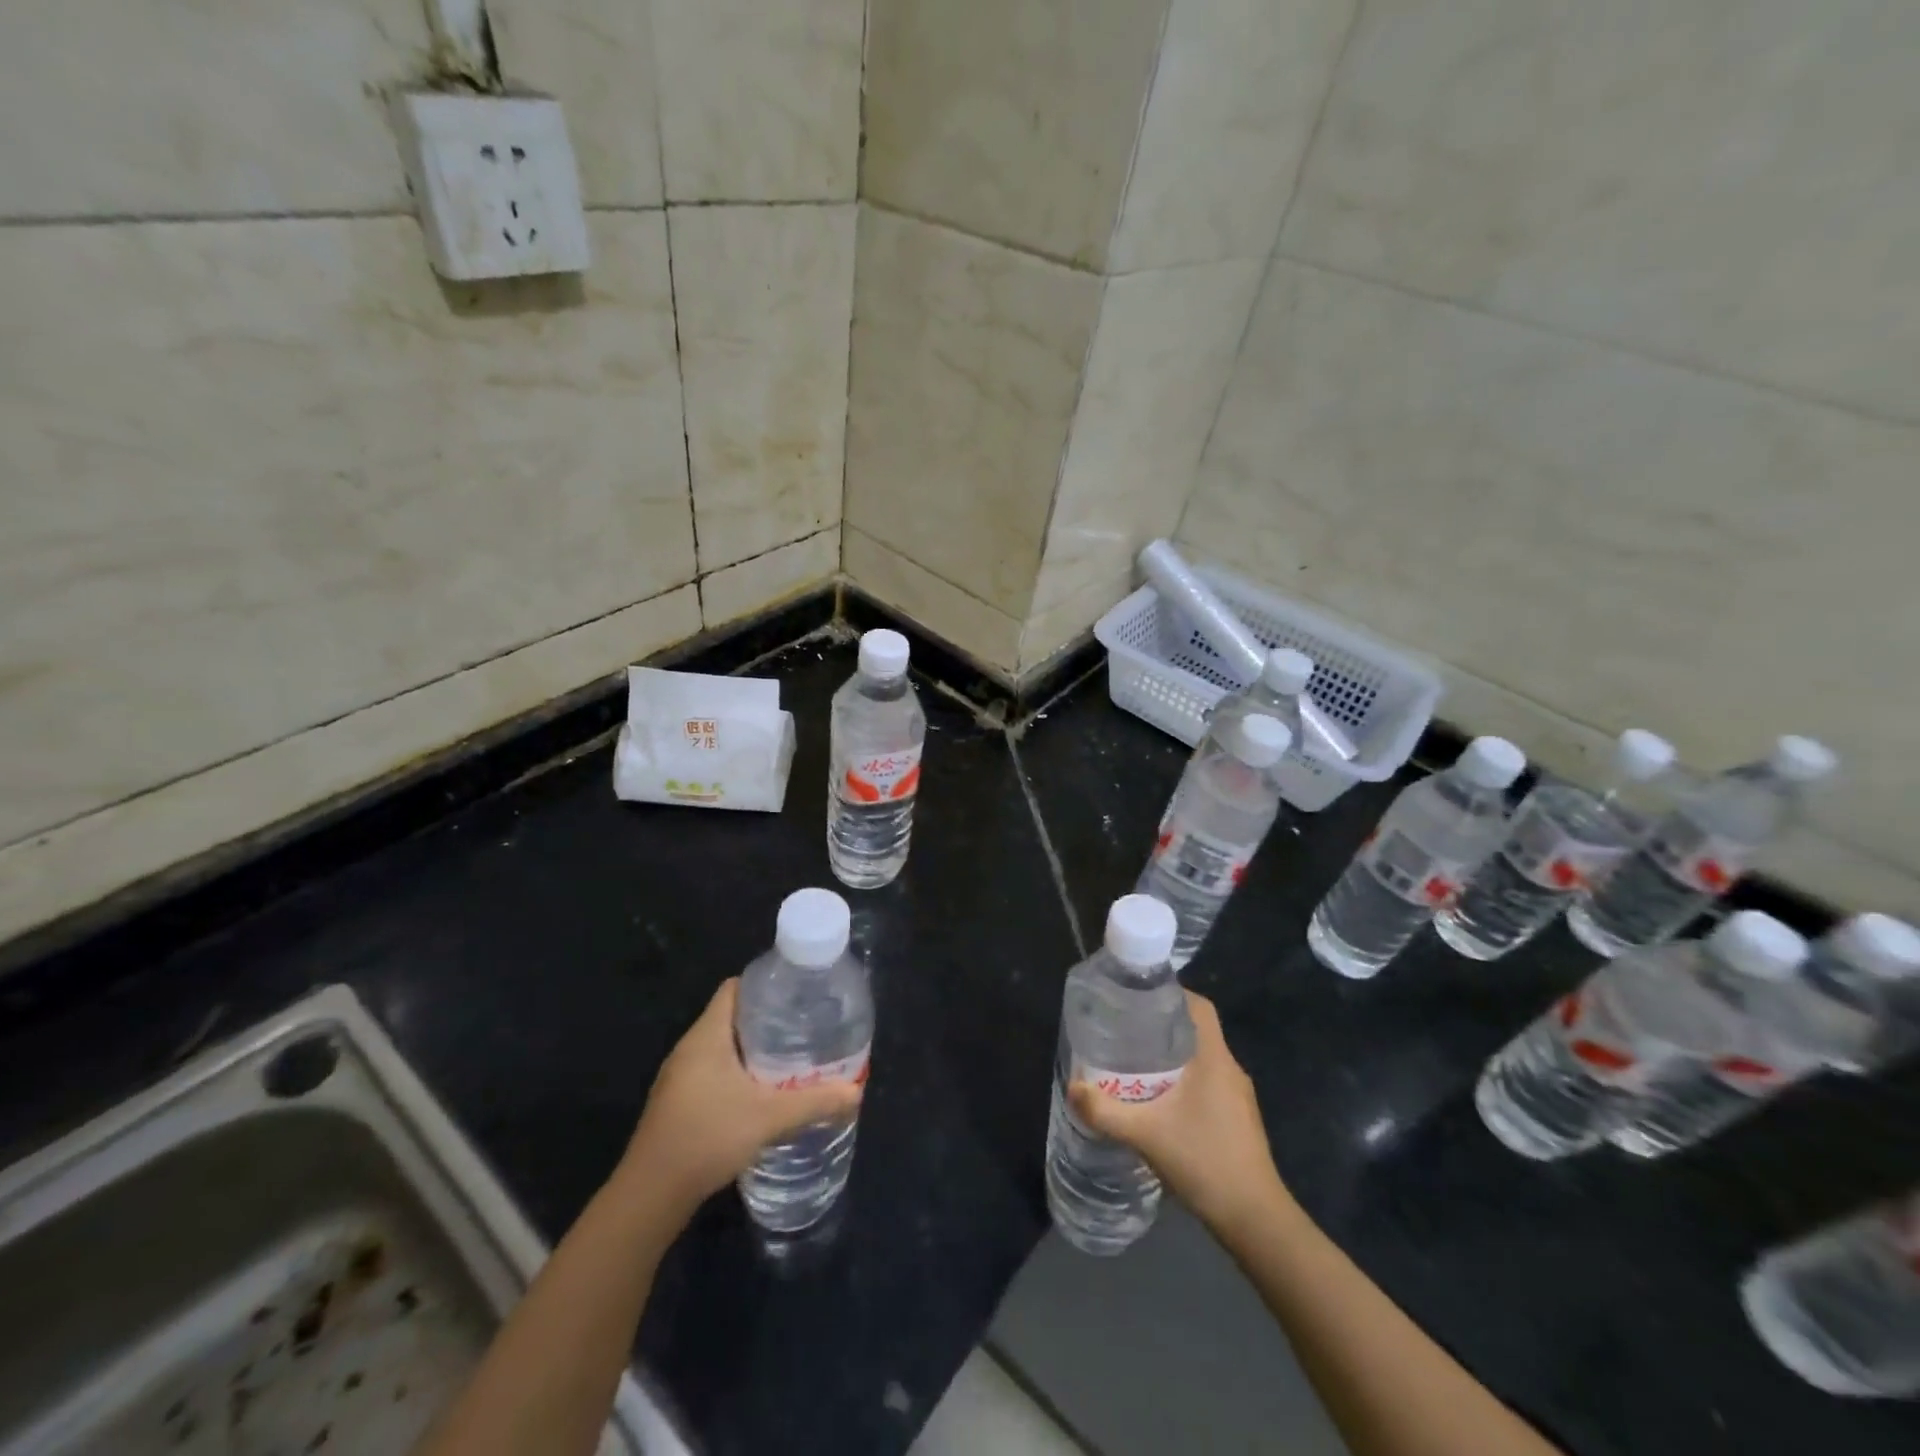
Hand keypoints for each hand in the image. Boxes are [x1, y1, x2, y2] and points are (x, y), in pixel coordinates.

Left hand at [619, 979, 861, 1217]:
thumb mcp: (768, 1118)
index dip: (764, 985)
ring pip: (723, 1047)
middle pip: (731, 1016)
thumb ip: (814, 1102)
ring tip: (790, 1057)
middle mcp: (690, 1048)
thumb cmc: (707, 1138)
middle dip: (767, 1019)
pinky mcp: (678, 1103)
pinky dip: (738, 1073)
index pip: (734, 988)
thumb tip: (855, 1092)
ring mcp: (680, 1077)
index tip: (796, 993)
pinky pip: (713, 1071)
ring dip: (753, 1049)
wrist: (651, 1195)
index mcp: (707, 1036)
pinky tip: (762, 1093)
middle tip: (803, 1026)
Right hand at [1069, 991, 1288, 1231]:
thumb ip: (1106, 1111)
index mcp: (1215, 1059)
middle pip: (1196, 1031)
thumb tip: (1073, 1087)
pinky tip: (1159, 1101)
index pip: (1199, 1007)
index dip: (1172, 994)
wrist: (1255, 1221)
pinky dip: (1183, 1081)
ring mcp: (1238, 1097)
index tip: (1139, 996)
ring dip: (1171, 1056)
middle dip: (1161, 1026)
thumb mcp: (1146, 1134)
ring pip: (1201, 1059)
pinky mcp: (1237, 1120)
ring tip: (1135, 1063)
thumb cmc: (1205, 1162)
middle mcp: (1230, 1069)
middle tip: (1126, 1030)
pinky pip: (1207, 1083)